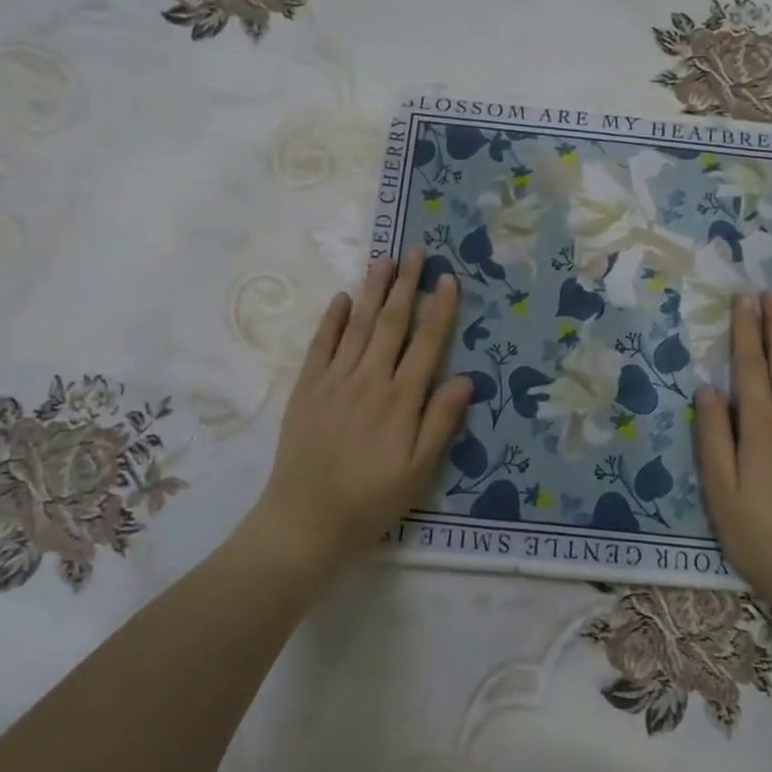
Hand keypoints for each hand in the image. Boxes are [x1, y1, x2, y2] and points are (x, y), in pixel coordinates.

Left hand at [244, 250, 472, 578]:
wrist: (305, 520)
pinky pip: (321, 345)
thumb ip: (440, 422)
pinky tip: (343, 298)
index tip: (448, 278)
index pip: (426, 344)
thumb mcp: (418, 471)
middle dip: (407, 285)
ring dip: (373, 290)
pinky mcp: (307, 389)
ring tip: (384, 259)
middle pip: (392, 323)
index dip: (439, 309)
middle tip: (416, 250)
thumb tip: (466, 379)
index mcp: (400, 400)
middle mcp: (369, 380)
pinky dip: (333, 319)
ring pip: (359, 325)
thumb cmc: (371, 500)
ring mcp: (334, 381)